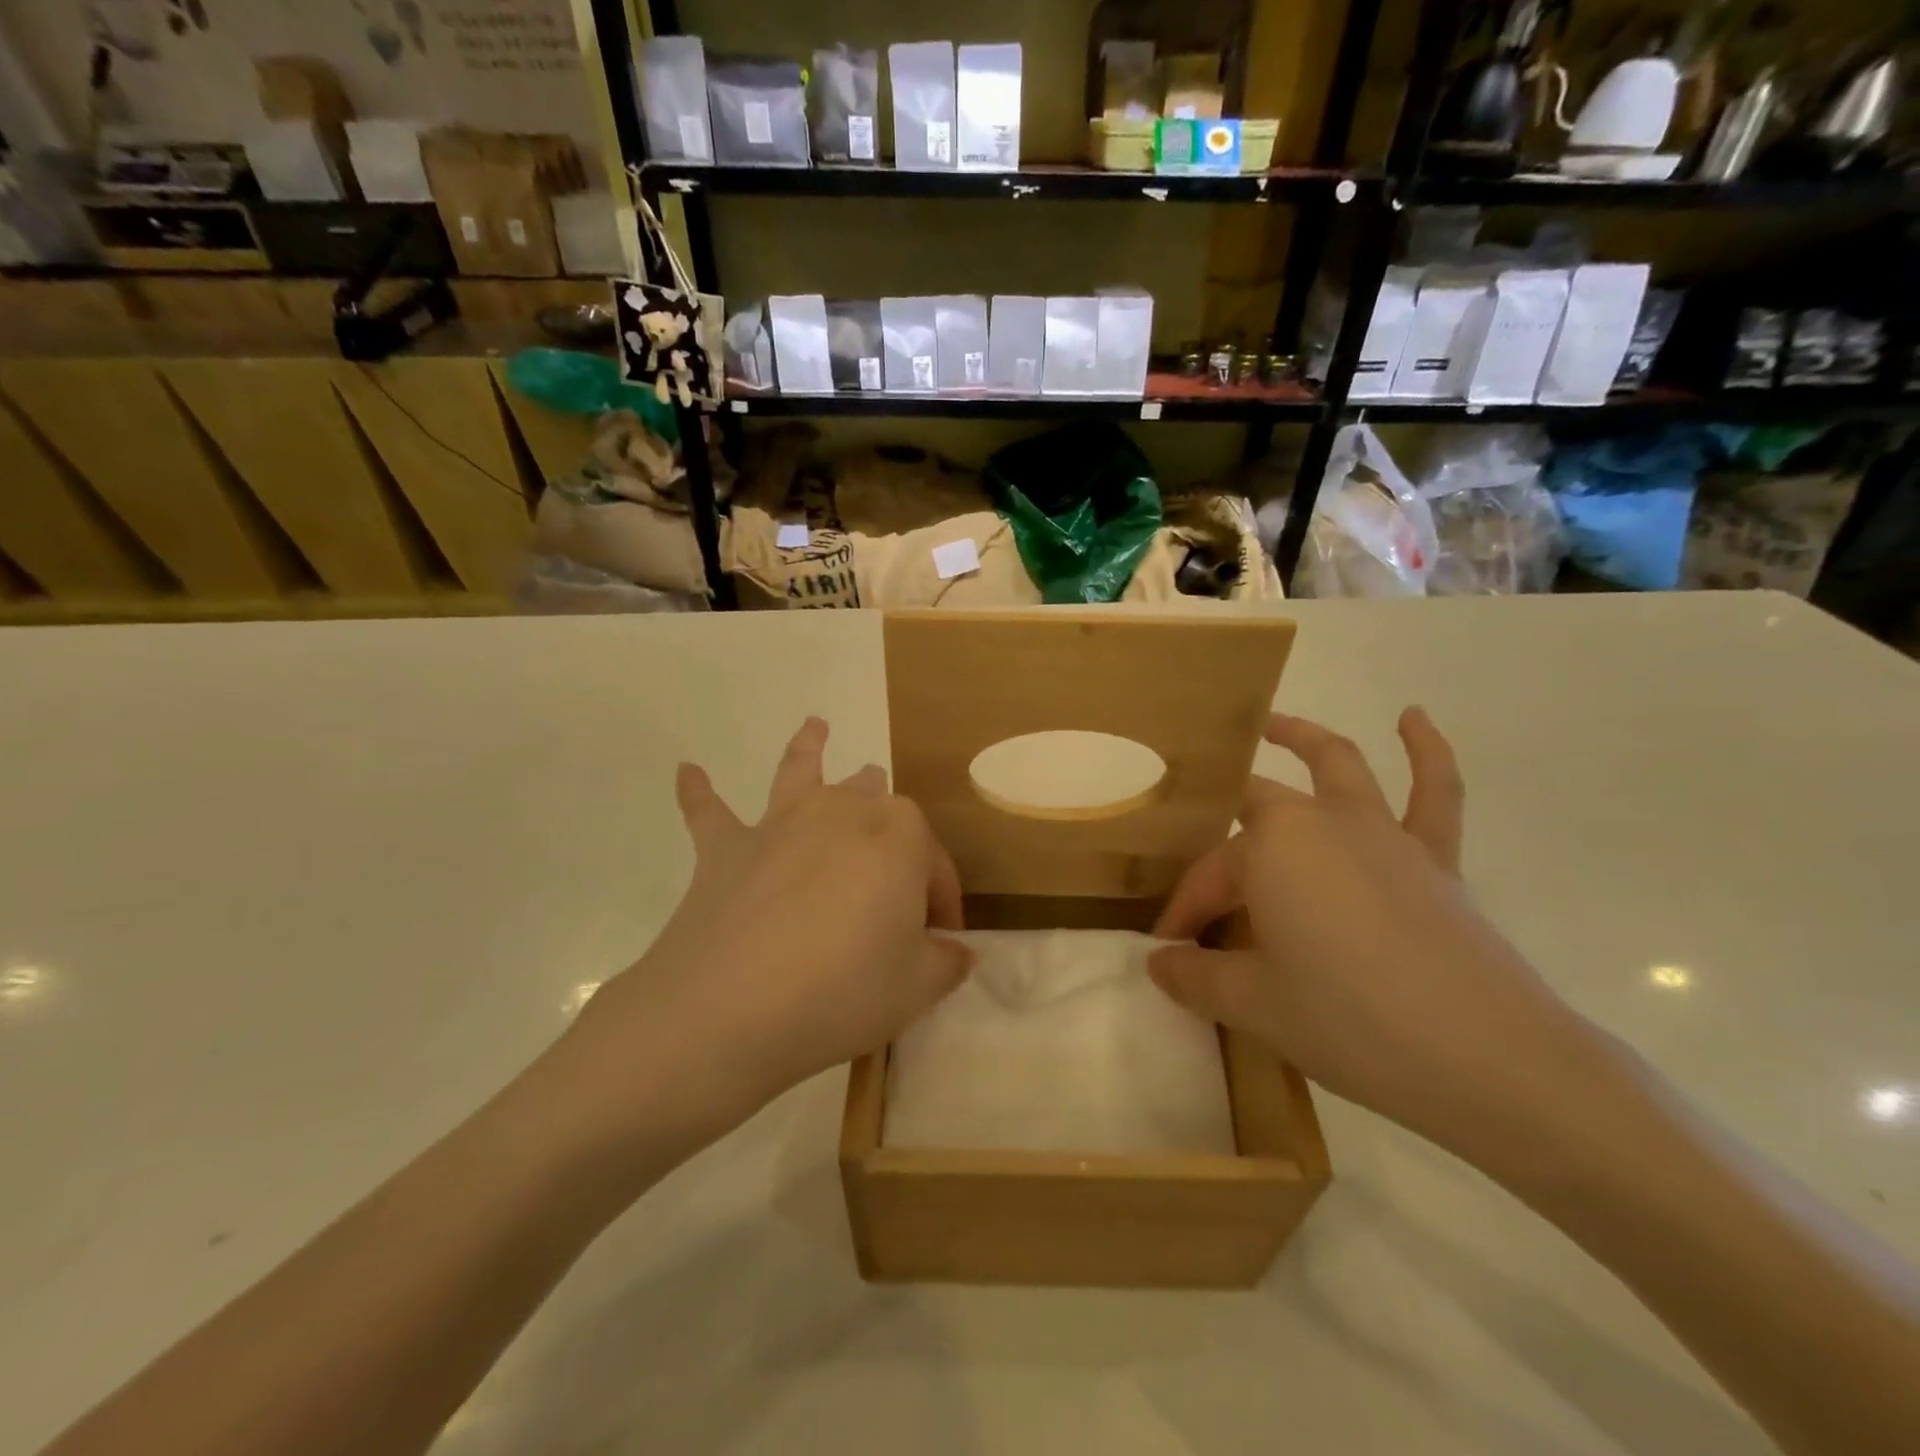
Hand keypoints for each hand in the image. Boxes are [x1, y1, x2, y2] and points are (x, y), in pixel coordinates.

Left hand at [552, 718, 970, 1157]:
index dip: (942, 900)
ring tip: (815, 726)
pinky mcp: (726, 849)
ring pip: (802, 772)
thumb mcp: (917, 987)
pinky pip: (709, 812)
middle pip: (877, 805)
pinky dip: (699, 791)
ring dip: (810, 749)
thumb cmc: (843, 991)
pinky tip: (687, 772)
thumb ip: (945, 962)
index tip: (942, 940)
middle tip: (896, 866)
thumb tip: (955, 951)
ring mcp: (780, 824)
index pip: (934, 862)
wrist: (730, 1008)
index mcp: (900, 836)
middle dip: (892, 827)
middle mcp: (842, 812)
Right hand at [1150, 709, 1596, 1155]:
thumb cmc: (1348, 1018)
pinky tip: (1413, 718)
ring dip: (1302, 739)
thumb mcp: (1251, 1003)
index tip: (1171, 952)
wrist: (1484, 1057)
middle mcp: (1323, 821)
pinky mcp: (1434, 859)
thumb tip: (1160, 963)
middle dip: (1221, 846)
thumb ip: (1195, 976)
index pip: (1210, 873)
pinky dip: (1427, 750)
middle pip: (1255, 815)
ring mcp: (1383, 833)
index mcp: (1271, 846)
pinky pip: (1435, 793)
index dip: (1186, 911)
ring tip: (1273, 725)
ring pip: (1337, 767)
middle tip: (1201, 883)